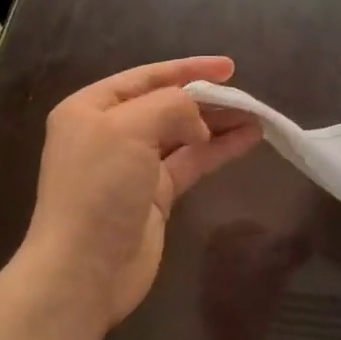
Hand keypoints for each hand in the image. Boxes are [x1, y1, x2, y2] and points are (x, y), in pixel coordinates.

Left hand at [22, 58, 261, 327]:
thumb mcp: (129, 129)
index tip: (230, 68)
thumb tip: (199, 122)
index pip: (147, 77)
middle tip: (246, 96)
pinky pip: (191, 161)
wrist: (83, 271)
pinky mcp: (155, 195)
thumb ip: (171, 106)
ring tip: (257, 116)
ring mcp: (133, 166)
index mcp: (91, 109)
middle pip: (168, 105)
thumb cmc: (99, 189)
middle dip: (208, 99)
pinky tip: (248, 140)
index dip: (189, 69)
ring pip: (184, 134)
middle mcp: (110, 132)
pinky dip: (219, 149)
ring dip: (219, 124)